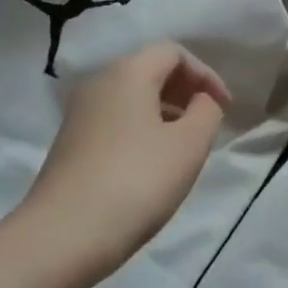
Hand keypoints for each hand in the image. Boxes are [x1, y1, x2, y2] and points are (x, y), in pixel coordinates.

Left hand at [18, 42, 229, 276]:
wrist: (63, 235)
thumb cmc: (136, 181)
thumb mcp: (189, 145)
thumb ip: (207, 112)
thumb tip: (201, 101)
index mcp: (127, 72)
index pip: (173, 52)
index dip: (205, 74)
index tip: (225, 108)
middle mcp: (98, 83)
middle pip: (149, 70)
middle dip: (184, 90)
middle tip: (207, 123)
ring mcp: (79, 114)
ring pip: (131, 97)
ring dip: (164, 111)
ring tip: (184, 146)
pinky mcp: (70, 143)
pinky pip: (115, 121)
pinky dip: (141, 129)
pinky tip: (152, 165)